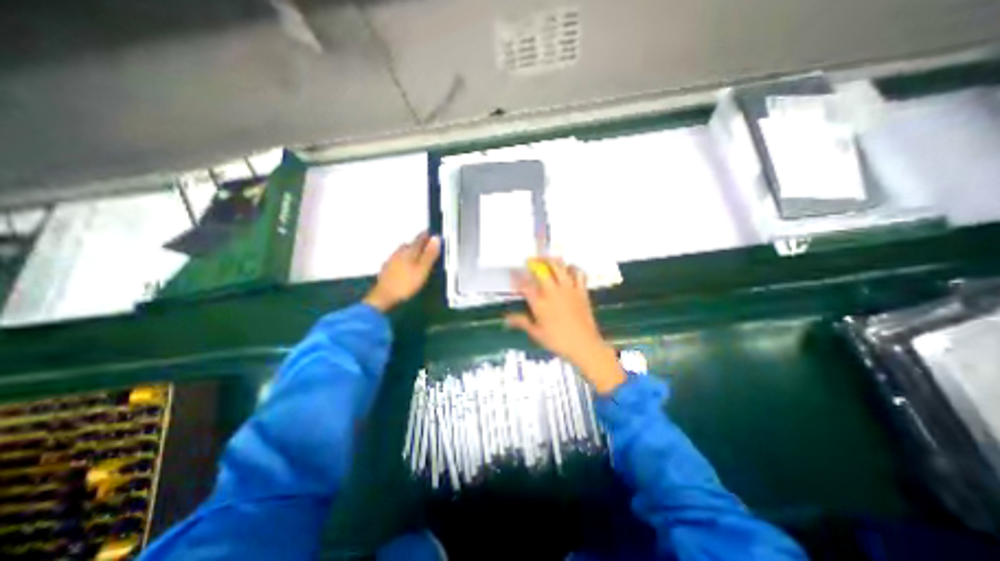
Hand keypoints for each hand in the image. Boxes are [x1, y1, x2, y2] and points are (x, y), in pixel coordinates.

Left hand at [360, 229, 438, 312]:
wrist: (384, 296)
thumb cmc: (406, 283)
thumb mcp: (423, 270)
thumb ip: (430, 254)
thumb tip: (436, 238)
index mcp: (409, 251)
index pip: (420, 238)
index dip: (427, 236)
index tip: (433, 234)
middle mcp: (399, 252)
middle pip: (410, 244)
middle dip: (419, 244)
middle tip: (427, 246)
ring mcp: (391, 260)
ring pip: (403, 251)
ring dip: (411, 251)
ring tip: (418, 257)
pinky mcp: (386, 269)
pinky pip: (398, 259)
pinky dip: (404, 260)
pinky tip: (406, 267)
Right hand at [508, 258, 623, 392]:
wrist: (583, 345)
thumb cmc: (557, 341)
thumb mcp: (536, 333)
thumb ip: (522, 322)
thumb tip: (507, 318)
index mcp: (539, 303)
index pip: (525, 285)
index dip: (517, 278)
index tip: (513, 273)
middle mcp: (553, 292)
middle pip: (542, 270)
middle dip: (534, 262)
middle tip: (530, 260)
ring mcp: (568, 289)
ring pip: (560, 267)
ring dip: (552, 260)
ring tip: (548, 258)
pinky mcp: (581, 291)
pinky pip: (579, 274)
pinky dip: (574, 268)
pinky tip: (570, 268)